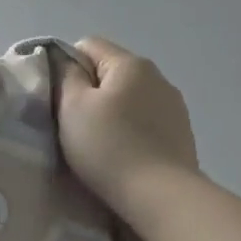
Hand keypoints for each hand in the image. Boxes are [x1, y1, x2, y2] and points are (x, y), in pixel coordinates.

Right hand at [57, 36, 199, 223]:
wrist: (159, 195)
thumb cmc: (109, 148)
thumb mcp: (73, 108)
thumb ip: (66, 77)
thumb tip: (68, 63)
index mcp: (130, 64)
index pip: (88, 45)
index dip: (66, 67)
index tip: (59, 100)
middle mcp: (158, 76)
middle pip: (111, 73)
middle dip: (91, 94)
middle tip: (75, 127)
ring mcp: (174, 106)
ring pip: (130, 99)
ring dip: (113, 115)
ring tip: (101, 146)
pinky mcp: (181, 134)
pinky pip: (146, 122)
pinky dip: (132, 133)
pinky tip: (124, 156)